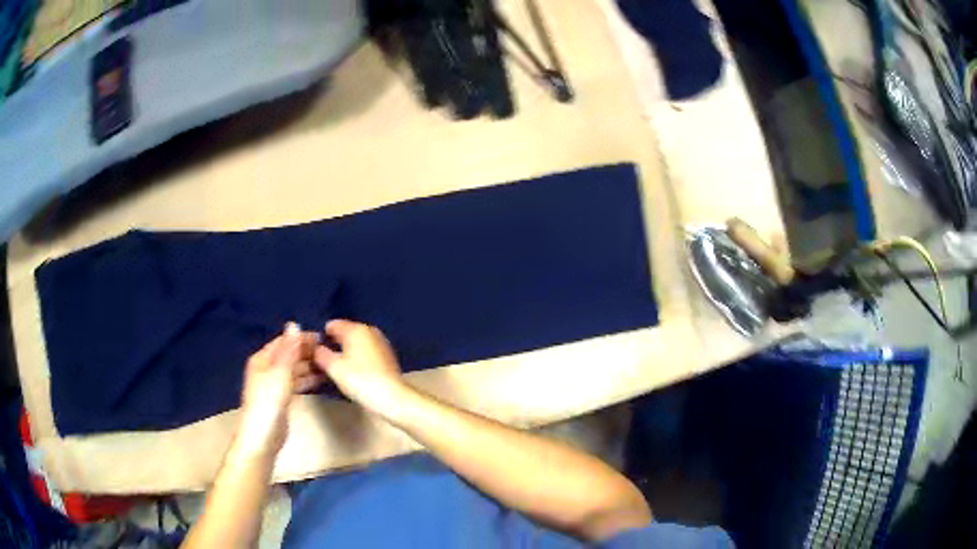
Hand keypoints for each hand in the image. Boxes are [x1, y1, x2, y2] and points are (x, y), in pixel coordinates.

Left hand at [234, 323, 321, 459]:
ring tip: (328, 364)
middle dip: (306, 352)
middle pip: (288, 355)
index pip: (284, 342)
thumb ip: (288, 350)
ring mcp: (273, 385)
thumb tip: (294, 324)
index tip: (322, 337)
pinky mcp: (281, 399)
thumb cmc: (269, 402)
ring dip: (308, 366)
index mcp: (262, 359)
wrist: (263, 437)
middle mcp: (266, 369)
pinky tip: (319, 379)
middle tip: (329, 351)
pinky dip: (306, 379)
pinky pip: (295, 383)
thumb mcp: (280, 372)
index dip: (301, 338)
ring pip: (293, 369)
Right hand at [313, 320, 410, 417]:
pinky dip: (358, 357)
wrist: (392, 397)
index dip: (322, 336)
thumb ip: (321, 354)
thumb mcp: (334, 368)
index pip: (333, 325)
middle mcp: (369, 330)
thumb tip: (316, 348)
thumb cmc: (360, 380)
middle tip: (324, 359)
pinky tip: (354, 370)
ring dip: (347, 351)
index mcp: (355, 329)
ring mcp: (380, 342)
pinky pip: (366, 351)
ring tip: (337, 367)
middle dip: (334, 343)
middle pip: (345, 332)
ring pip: (357, 342)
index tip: (315, 350)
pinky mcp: (387, 355)